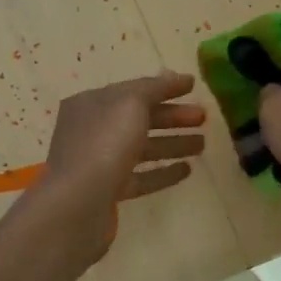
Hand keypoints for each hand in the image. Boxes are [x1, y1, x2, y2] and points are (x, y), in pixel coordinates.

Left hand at [33, 71, 206, 257]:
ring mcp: (98, 162)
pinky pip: (140, 177)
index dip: (164, 87)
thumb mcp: (131, 103)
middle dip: (172, 117)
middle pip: (139, 118)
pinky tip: (187, 170)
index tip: (194, 86)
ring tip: (202, 144)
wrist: (77, 204)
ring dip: (172, 144)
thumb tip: (173, 76)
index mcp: (92, 103)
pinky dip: (163, 172)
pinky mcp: (107, 192)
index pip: (133, 89)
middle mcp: (92, 130)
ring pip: (142, 148)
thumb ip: (154, 88)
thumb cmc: (104, 144)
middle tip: (204, 117)